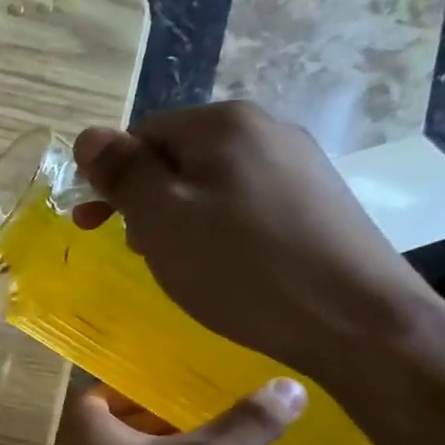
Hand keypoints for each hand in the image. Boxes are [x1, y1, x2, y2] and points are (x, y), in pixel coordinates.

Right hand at [72, 102, 436, 385]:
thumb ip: (122, 172)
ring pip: (211, 182)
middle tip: (133, 248)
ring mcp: (298, 163)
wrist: (355, 320)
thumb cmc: (240, 267)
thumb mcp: (161, 218)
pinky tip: (223, 263)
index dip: (111, 177)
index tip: (93, 224)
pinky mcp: (317, 200)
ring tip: (176, 261)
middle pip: (178, 156)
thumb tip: (89, 135)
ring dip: (179, 216)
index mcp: (223, 124)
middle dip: (145, 199)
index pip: (141, 134)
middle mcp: (265, 129)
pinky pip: (245, 202)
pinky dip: (218, 227)